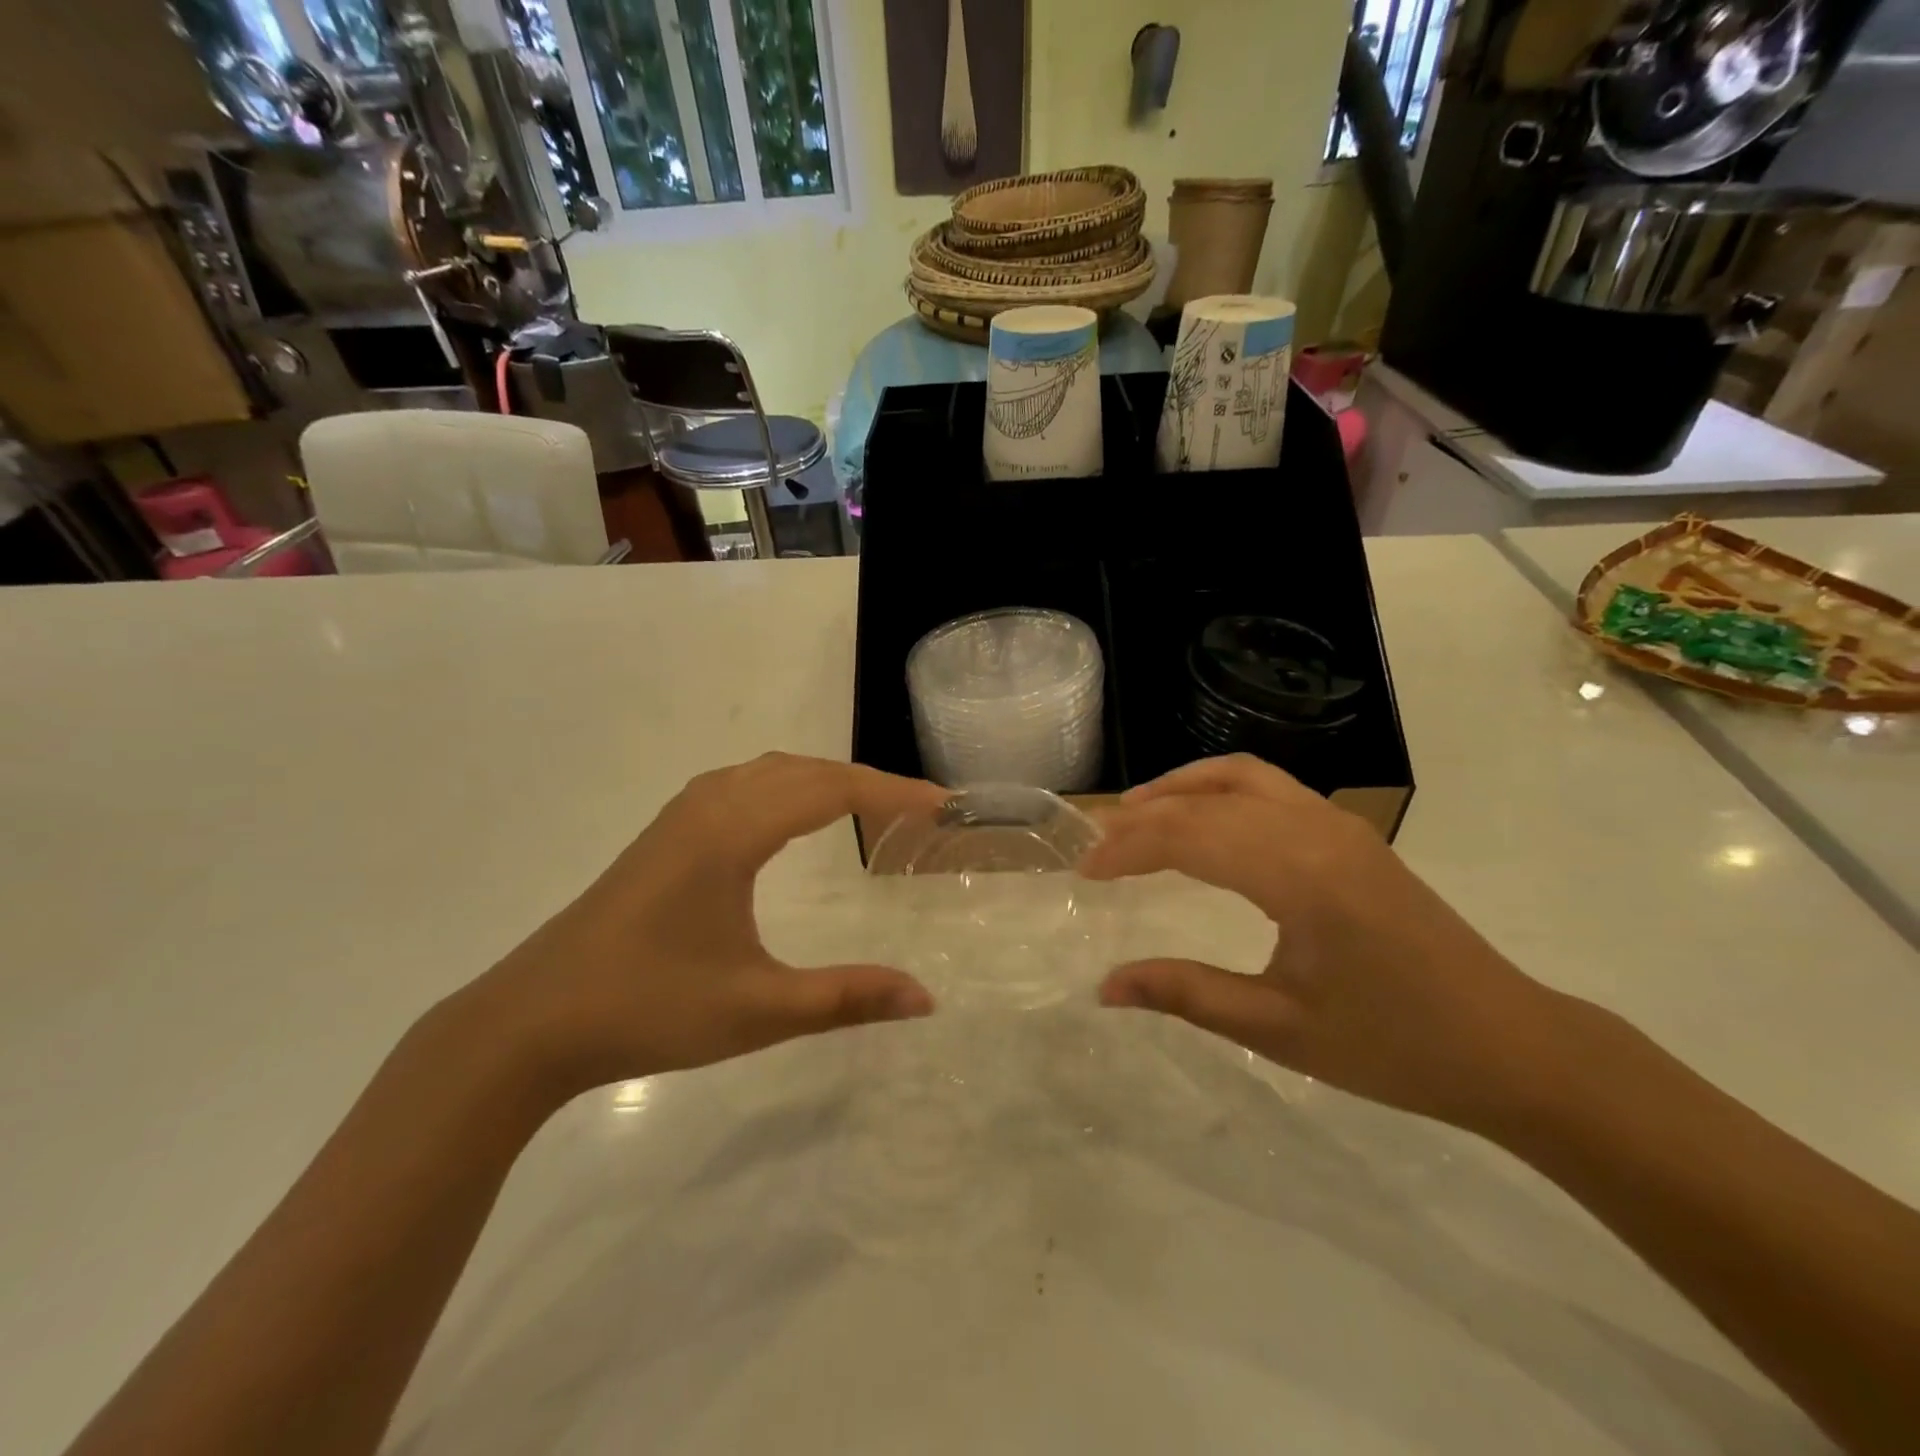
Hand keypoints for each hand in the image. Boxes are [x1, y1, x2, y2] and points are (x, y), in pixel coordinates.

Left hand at [461, 753, 947, 1097]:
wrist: (530, 1022)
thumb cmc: (647, 1009)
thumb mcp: (757, 1010)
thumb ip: (846, 998)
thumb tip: (926, 998)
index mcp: (732, 833)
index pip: (830, 790)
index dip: (892, 793)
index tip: (941, 805)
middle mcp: (708, 807)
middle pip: (803, 771)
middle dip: (866, 782)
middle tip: (916, 810)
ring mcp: (679, 818)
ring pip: (769, 772)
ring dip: (824, 779)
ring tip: (867, 808)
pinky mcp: (663, 836)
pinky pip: (742, 785)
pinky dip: (786, 787)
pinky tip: (789, 818)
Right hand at [1081, 755, 1568, 1129]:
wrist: (1511, 1045)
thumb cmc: (1394, 1046)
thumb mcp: (1279, 1028)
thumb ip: (1186, 993)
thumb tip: (1105, 986)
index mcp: (1299, 874)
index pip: (1189, 836)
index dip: (1128, 849)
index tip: (1084, 872)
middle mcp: (1316, 830)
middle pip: (1207, 801)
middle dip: (1143, 817)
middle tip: (1095, 845)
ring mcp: (1339, 825)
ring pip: (1241, 778)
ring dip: (1182, 789)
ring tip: (1135, 813)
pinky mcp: (1351, 834)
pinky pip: (1271, 789)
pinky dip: (1221, 791)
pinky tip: (1203, 821)